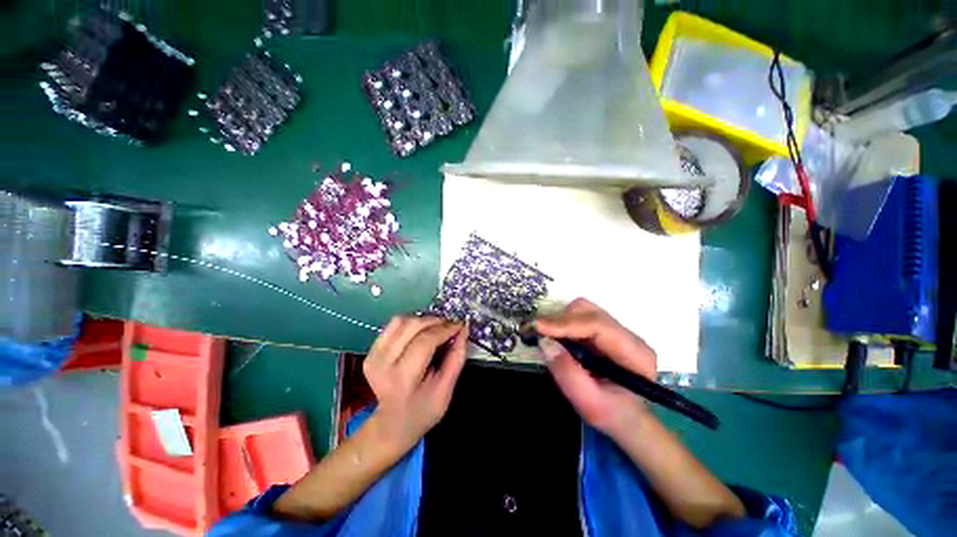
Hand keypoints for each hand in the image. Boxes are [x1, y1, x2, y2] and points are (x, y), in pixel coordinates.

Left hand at [363, 315, 467, 453]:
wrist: (392, 424)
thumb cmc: (423, 410)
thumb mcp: (446, 390)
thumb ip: (456, 358)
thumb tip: (463, 330)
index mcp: (402, 379)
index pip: (425, 342)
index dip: (445, 329)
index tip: (459, 325)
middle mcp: (382, 363)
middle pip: (411, 326)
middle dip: (435, 320)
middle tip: (451, 324)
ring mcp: (373, 355)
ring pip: (401, 321)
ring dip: (423, 319)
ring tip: (438, 326)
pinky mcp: (372, 350)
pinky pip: (393, 325)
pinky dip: (412, 322)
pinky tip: (422, 330)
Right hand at [535, 298, 656, 437]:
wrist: (627, 419)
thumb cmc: (612, 414)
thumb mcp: (589, 403)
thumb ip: (567, 373)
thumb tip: (545, 342)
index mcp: (634, 352)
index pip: (597, 325)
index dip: (565, 323)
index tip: (538, 326)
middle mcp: (627, 335)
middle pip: (589, 312)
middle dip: (560, 319)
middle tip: (537, 332)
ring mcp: (615, 330)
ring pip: (583, 310)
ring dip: (560, 320)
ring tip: (546, 336)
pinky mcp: (604, 331)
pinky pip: (579, 317)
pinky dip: (563, 324)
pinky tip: (556, 338)